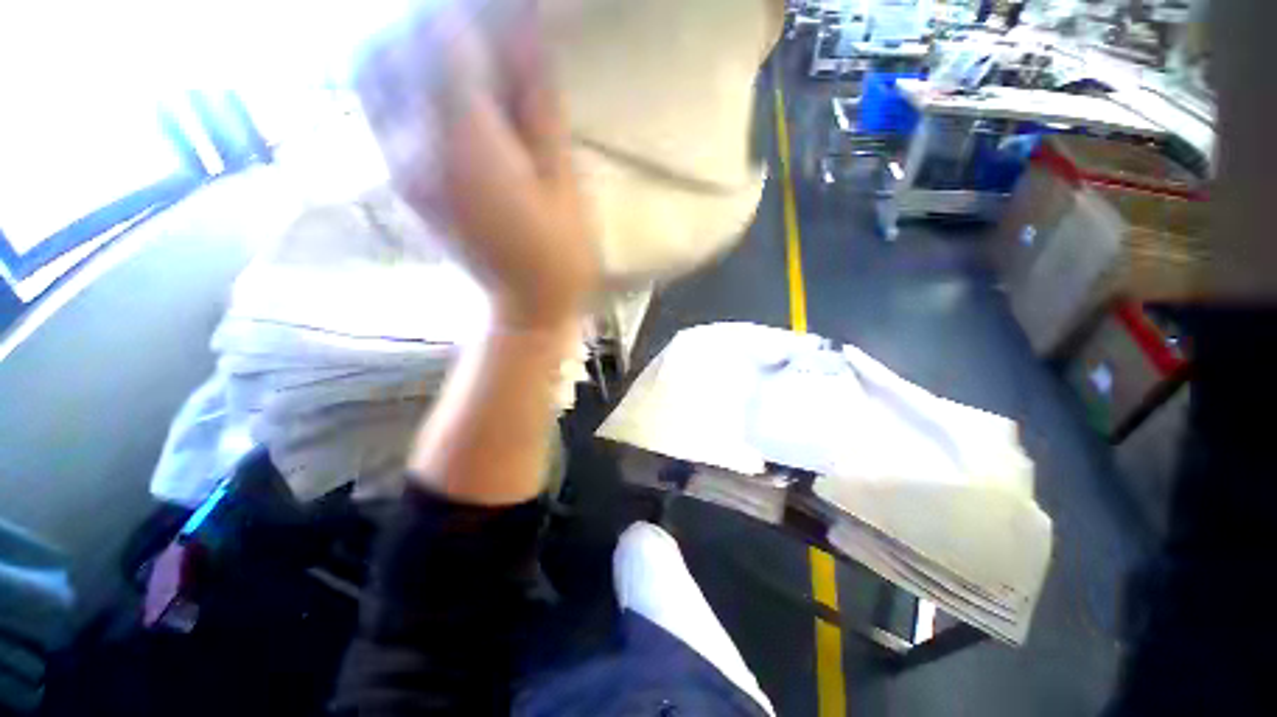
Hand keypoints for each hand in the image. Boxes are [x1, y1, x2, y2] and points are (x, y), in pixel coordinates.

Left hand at [355, 3, 597, 330]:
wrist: (525, 306)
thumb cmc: (560, 257)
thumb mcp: (564, 184)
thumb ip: (539, 107)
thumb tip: (526, 32)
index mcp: (468, 149)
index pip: (446, 38)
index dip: (476, 11)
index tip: (506, 12)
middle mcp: (416, 146)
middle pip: (391, 43)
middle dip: (432, 19)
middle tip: (479, 27)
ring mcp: (400, 163)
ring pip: (371, 68)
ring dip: (406, 39)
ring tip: (456, 49)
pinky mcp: (400, 176)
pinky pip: (378, 101)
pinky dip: (399, 70)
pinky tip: (439, 79)